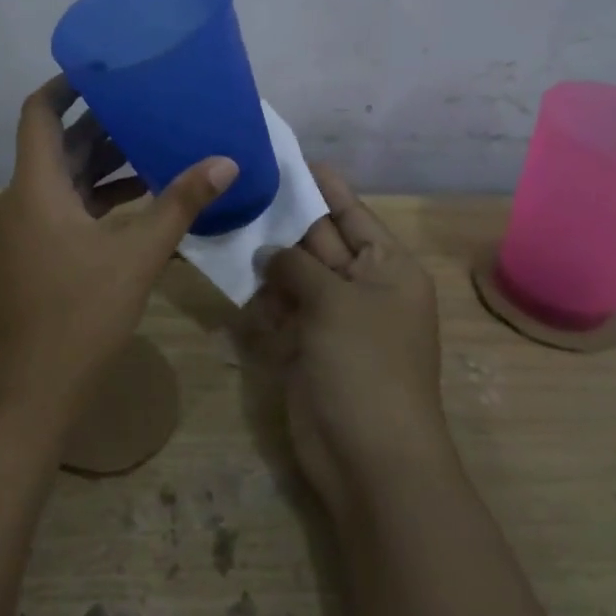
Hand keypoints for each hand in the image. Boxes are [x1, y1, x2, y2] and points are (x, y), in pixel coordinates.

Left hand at [0, 76, 238, 438]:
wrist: (29, 394)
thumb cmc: (78, 316)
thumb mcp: (137, 256)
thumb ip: (181, 205)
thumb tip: (226, 162)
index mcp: (35, 187)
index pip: (39, 113)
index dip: (67, 85)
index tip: (105, 68)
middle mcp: (21, 199)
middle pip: (58, 145)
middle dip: (100, 123)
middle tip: (148, 103)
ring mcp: (24, 230)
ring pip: (64, 179)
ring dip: (103, 163)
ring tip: (154, 144)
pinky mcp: (34, 255)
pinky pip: (65, 209)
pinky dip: (98, 198)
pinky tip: (141, 199)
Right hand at [245, 165, 450, 526]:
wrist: (369, 458)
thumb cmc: (365, 365)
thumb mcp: (335, 301)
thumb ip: (298, 265)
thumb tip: (268, 251)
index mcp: (387, 268)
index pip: (352, 213)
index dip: (323, 186)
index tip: (290, 157)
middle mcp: (362, 288)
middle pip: (320, 241)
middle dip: (285, 219)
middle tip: (244, 184)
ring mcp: (334, 319)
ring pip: (295, 275)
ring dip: (267, 259)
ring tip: (228, 223)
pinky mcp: (308, 347)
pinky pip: (283, 309)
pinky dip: (263, 298)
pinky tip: (235, 280)